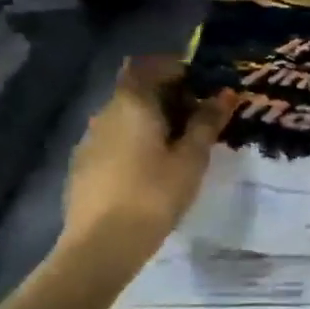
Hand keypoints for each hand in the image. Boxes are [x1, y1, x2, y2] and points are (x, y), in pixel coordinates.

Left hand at [60, 56, 232, 270]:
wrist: (102, 243)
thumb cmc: (154, 194)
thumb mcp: (191, 158)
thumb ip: (207, 122)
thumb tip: (225, 93)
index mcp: (133, 103)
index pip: (150, 66)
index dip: (176, 69)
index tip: (201, 87)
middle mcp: (106, 112)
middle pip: (136, 89)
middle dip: (167, 96)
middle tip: (199, 119)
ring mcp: (90, 138)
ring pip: (125, 116)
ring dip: (151, 120)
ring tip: (179, 146)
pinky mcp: (84, 164)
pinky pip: (115, 139)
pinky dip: (135, 141)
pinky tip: (151, 168)